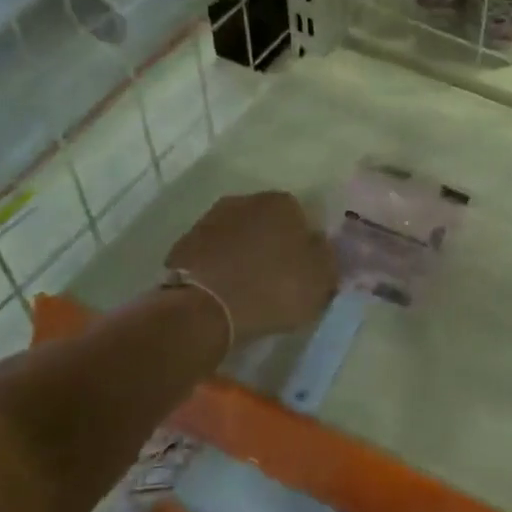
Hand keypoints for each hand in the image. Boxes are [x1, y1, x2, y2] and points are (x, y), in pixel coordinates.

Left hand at [166, 192, 336, 343]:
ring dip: (245, 256)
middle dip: (273, 245)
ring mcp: (209, 221)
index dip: (305, 244)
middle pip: (268, 224)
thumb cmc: (274, 289)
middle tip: (279, 279)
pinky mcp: (183, 245)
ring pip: (238, 237)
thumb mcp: (321, 279)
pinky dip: (221, 269)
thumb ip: (328, 258)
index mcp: (282, 203)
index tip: (305, 269)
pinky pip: (213, 255)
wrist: (204, 310)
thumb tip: (322, 247)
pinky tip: (225, 293)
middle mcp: (245, 201)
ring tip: (250, 290)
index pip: (302, 217)